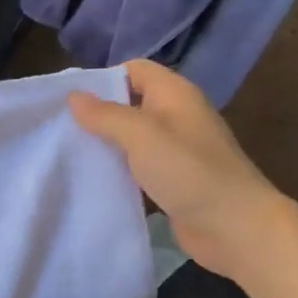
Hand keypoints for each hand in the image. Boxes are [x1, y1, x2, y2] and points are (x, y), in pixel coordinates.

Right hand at [69, 60, 287, 276]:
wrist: (236, 228)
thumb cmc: (189, 171)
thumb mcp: (141, 135)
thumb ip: (105, 115)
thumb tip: (73, 96)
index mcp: (174, 94)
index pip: (134, 69)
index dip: (103, 78)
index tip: (71, 100)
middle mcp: (176, 116)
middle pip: (130, 103)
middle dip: (98, 114)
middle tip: (61, 128)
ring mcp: (175, 150)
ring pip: (131, 138)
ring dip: (105, 145)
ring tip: (69, 154)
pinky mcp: (172, 180)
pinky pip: (137, 167)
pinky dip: (117, 171)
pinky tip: (92, 181)